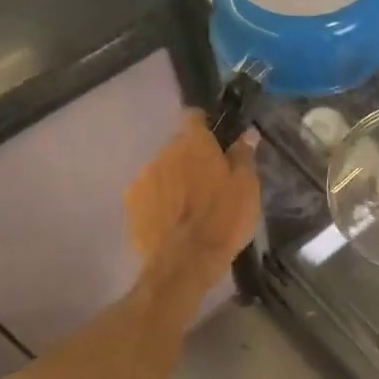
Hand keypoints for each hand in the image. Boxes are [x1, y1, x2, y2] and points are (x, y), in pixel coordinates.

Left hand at [126, 112, 260, 288]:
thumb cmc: (224, 219)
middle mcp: (164, 153)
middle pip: (178, 146)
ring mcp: (143, 178)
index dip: (205, 124)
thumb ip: (244, 156)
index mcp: (194, 144)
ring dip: (174, 179)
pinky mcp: (131, 204)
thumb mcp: (246, 187)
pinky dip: (159, 200)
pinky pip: (149, 193)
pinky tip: (171, 219)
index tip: (215, 139)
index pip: (194, 116)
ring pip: (162, 170)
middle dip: (191, 158)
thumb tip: (247, 133)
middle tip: (208, 181)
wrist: (185, 262)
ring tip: (189, 205)